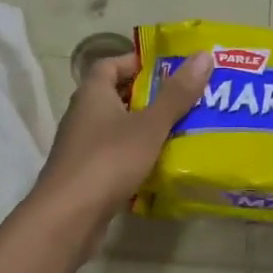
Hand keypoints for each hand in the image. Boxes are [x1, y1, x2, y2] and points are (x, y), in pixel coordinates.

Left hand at [30, 50, 214, 238]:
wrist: (68, 217)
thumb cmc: (108, 161)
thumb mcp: (149, 126)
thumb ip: (176, 94)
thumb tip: (204, 55)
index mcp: (92, 94)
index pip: (110, 64)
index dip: (137, 62)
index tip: (169, 68)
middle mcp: (82, 115)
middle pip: (116, 95)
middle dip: (149, 96)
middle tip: (185, 99)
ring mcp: (81, 146)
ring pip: (117, 128)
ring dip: (144, 127)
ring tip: (181, 130)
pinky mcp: (85, 174)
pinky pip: (115, 155)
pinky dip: (136, 155)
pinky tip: (160, 164)